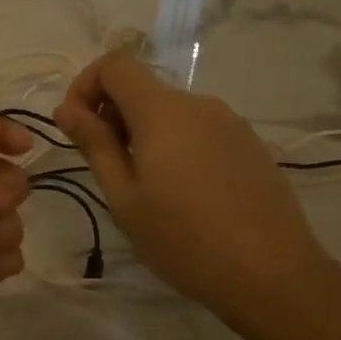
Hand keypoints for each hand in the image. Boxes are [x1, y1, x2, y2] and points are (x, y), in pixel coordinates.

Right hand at [53, 50, 335, 338]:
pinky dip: (176, 146)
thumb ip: (95, 145)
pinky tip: (184, 195)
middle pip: (143, 88)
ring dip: (144, 134)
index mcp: (162, 112)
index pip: (116, 64)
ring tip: (146, 189)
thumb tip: (66, 108)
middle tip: (107, 169)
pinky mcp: (250, 145)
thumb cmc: (184, 239)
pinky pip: (199, 130)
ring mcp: (230, 123)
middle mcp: (198, 104)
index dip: (87, 84)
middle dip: (112, 116)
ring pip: (171, 112)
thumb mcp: (124, 198)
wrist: (274, 275)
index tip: (78, 127)